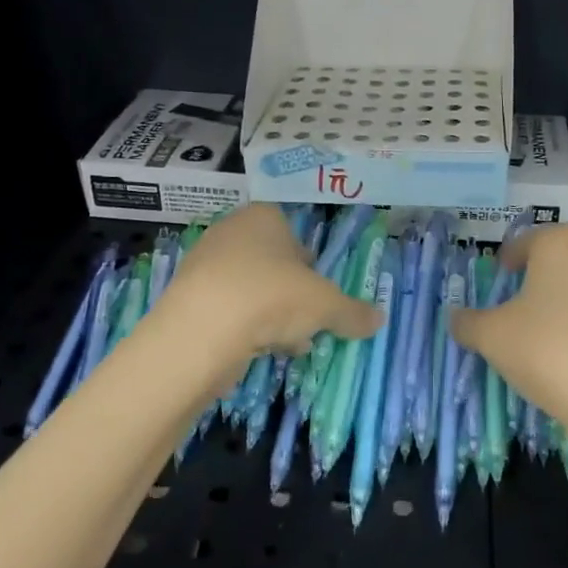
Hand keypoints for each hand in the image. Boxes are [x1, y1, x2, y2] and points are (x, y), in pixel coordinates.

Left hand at [148, 205, 380, 379]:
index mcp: (263, 216)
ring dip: (271, 314)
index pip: (292, 231)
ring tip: (289, 343)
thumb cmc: (271, 297)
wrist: (202, 331)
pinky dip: (244, 327)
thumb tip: (379, 320)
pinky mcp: (187, 298)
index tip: (319, 290)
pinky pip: (227, 310)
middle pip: (271, 262)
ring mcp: (204, 264)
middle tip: (308, 320)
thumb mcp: (325, 305)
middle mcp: (230, 231)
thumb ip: (352, 312)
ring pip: (250, 288)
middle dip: (292, 293)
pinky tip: (260, 351)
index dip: (309, 262)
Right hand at [451, 225, 567, 464]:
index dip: (510, 258)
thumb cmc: (548, 352)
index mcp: (559, 245)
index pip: (527, 242)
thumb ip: (467, 322)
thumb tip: (455, 317)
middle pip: (565, 259)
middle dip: (546, 278)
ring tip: (562, 336)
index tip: (502, 276)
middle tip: (527, 307)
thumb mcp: (491, 338)